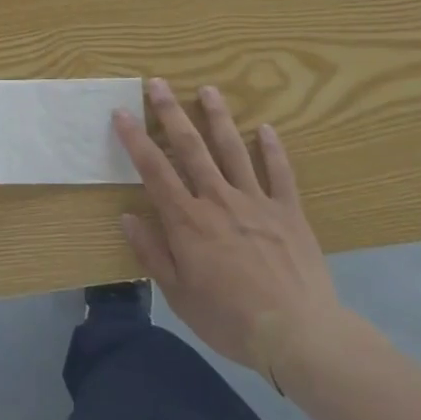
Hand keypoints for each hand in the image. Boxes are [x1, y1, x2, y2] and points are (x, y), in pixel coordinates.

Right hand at [113, 80, 344, 390]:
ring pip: (233, 149)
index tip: (121, 112)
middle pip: (190, 148)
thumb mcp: (179, 295)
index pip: (154, 170)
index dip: (135, 139)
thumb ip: (152, 253)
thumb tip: (127, 217)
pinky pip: (280, 173)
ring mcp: (256, 202)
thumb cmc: (230, 320)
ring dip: (218, 117)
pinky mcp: (288, 212)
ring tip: (208, 89)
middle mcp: (218, 200)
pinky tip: (266, 128)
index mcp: (188, 221)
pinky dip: (273, 149)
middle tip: (158, 83)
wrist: (298, 336)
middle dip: (171, 113)